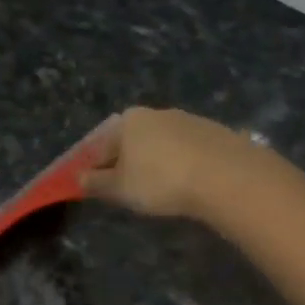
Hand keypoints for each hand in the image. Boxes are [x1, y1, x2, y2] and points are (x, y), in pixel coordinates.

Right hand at [79, 107, 253, 218]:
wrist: (225, 175)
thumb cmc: (160, 180)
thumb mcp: (120, 188)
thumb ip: (97, 183)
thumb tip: (80, 178)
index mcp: (128, 121)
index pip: (101, 145)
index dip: (95, 168)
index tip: (97, 188)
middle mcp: (157, 113)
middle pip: (132, 141)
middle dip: (127, 163)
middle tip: (129, 191)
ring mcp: (189, 120)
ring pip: (162, 144)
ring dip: (157, 163)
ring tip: (162, 190)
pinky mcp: (215, 132)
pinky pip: (189, 150)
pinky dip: (183, 164)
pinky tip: (188, 183)